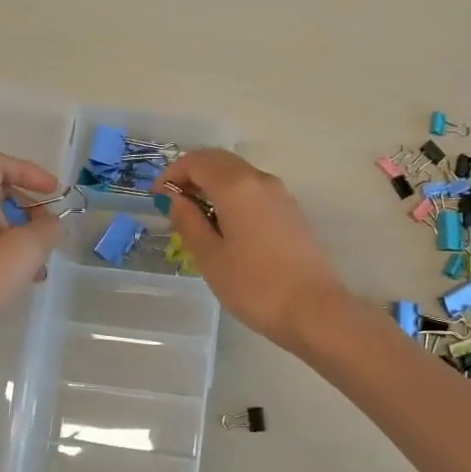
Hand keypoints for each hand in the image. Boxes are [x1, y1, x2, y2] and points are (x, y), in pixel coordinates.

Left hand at [0, 151, 63, 359]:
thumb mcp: (24, 251)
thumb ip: (46, 229)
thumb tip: (51, 223)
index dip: (27, 170)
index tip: (52, 193)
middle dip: (28, 209)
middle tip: (48, 234)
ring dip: (19, 238)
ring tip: (38, 269)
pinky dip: (3, 257)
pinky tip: (16, 285)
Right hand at [153, 149, 350, 349]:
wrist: (313, 310)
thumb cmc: (254, 286)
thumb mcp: (210, 257)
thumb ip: (188, 221)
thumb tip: (175, 198)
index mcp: (236, 186)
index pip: (197, 161)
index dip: (172, 173)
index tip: (156, 196)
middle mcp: (260, 180)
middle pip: (220, 161)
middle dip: (192, 174)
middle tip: (172, 202)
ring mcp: (281, 194)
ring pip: (239, 174)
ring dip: (213, 184)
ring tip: (196, 216)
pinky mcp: (291, 212)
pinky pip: (254, 191)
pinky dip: (233, 196)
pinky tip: (225, 226)